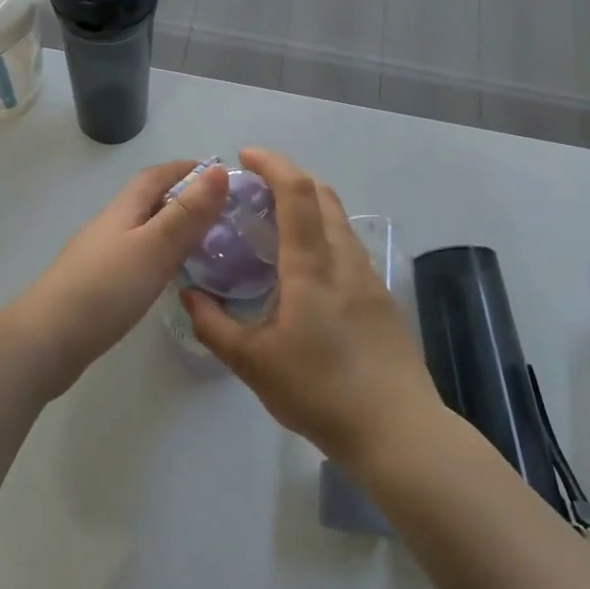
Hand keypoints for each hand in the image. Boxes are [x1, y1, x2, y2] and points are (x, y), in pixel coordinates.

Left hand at [0, 158, 229, 398]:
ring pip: (143, 231)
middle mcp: (110, 226)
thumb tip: (220, 170)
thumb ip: (188, 213)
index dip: (186, 169)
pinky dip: (160, 257)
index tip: (219, 174)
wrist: (46, 341)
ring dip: (172, 229)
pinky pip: (136, 258)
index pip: (156, 176)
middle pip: (149, 201)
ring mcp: (100, 256)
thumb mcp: (154, 247)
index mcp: (123, 209)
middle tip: (223, 213)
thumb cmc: (106, 289)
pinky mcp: (97, 286)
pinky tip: (170, 276)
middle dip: (183, 198)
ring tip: (207, 245)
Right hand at [182, 149, 439, 467]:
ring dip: (308, 207)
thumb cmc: (320, 391)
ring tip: (274, 227)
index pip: (296, 192)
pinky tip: (304, 271)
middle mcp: (344, 260)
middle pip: (323, 195)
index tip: (245, 157)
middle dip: (288, 178)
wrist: (399, 431)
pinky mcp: (382, 299)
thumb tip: (190, 294)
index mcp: (312, 266)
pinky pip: (347, 247)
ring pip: (339, 221)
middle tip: (253, 192)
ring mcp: (369, 278)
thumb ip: (214, 324)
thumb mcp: (252, 363)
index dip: (272, 164)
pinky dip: (322, 235)